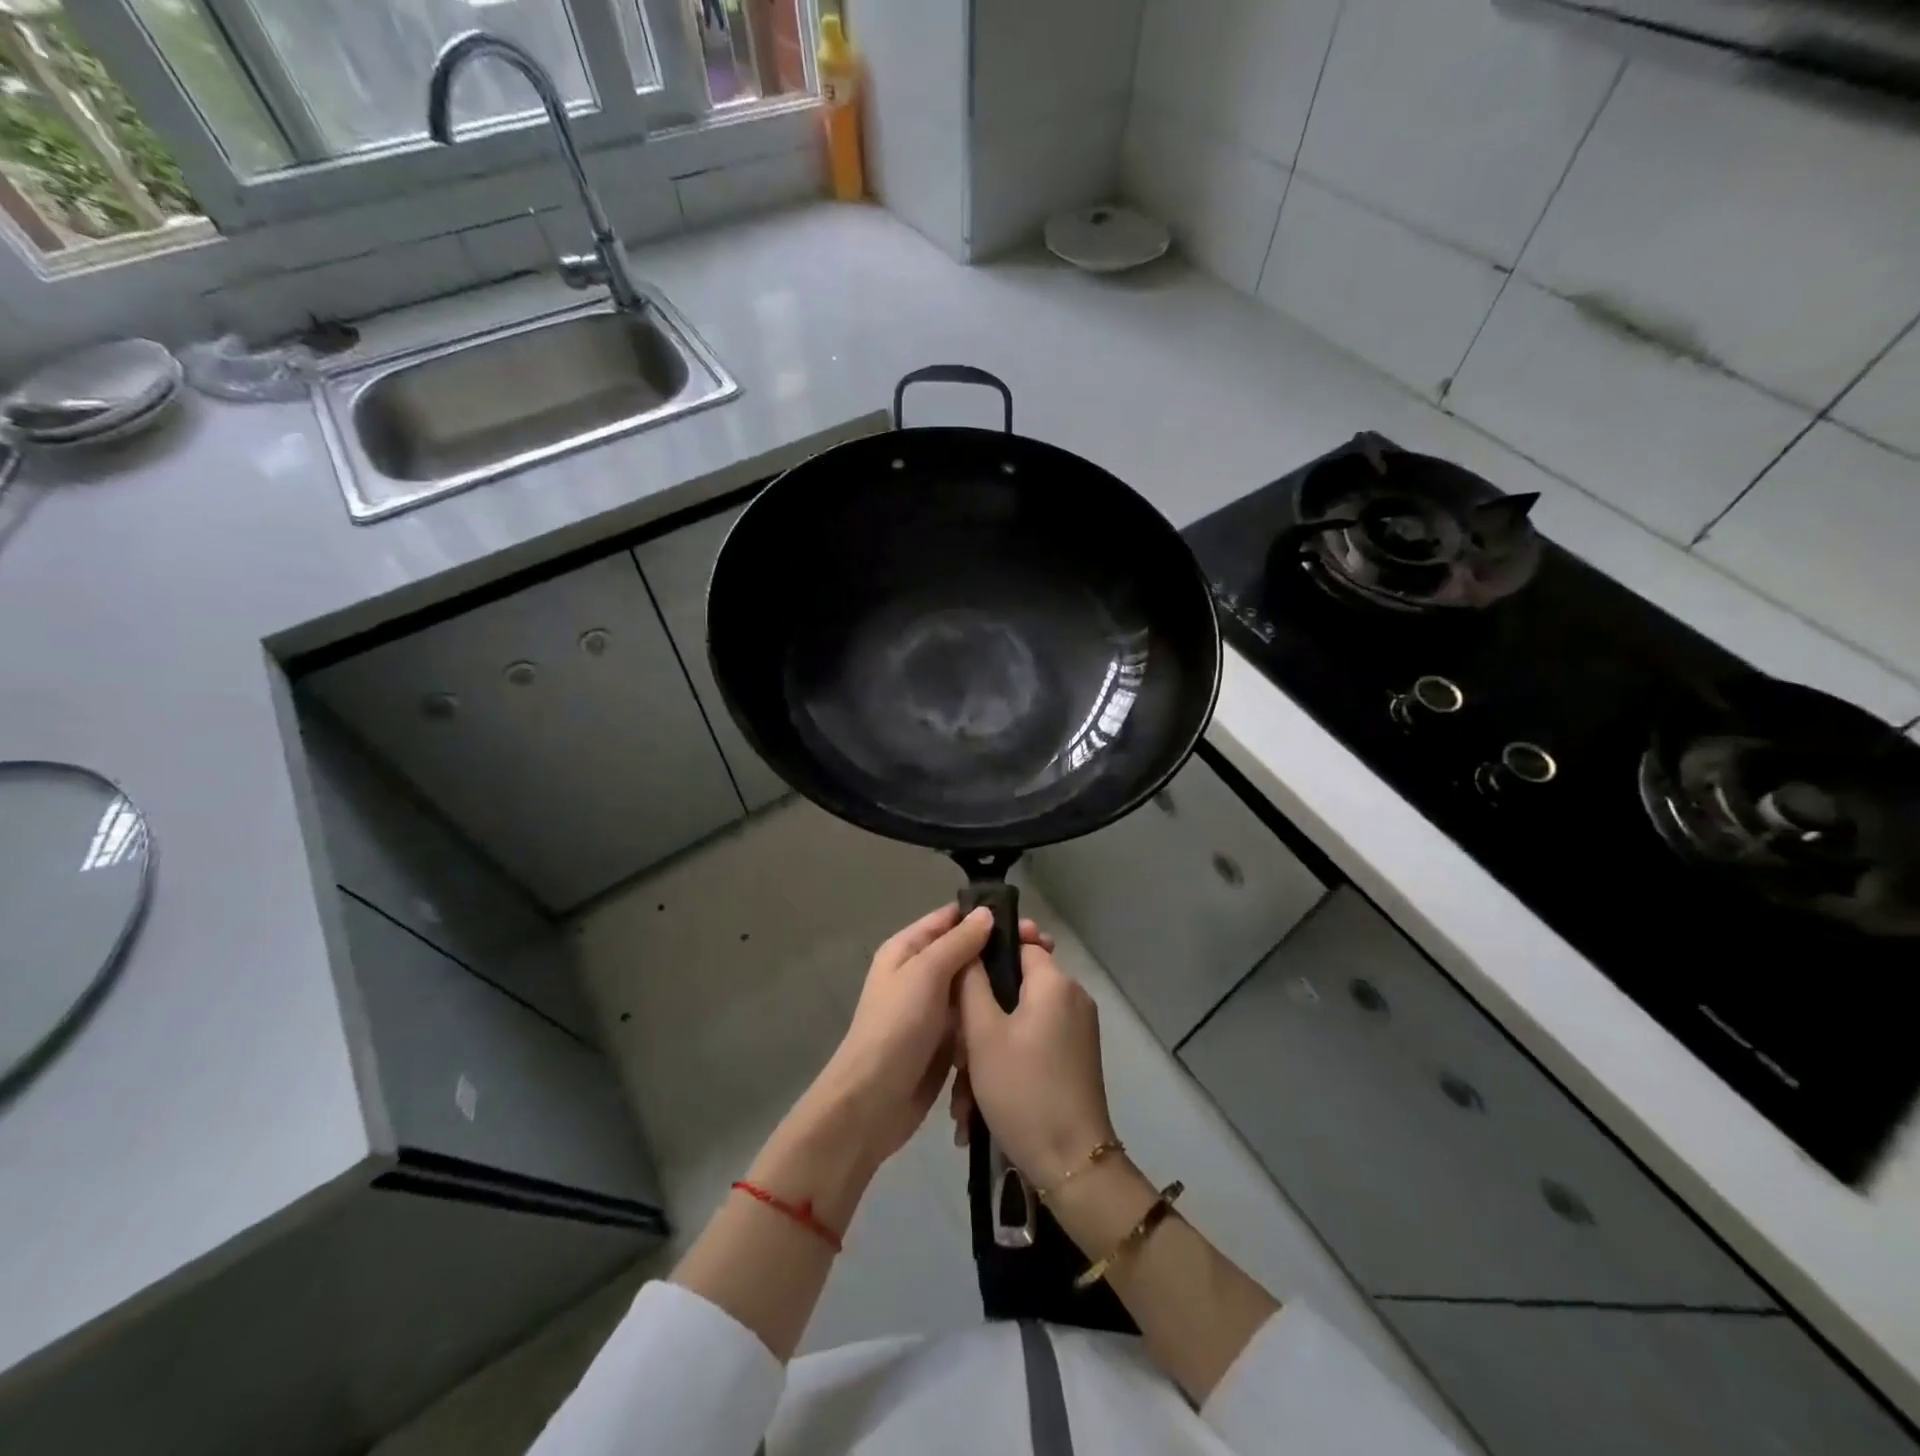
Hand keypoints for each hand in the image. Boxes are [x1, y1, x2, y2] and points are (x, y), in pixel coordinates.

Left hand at [798, 905, 1052, 1169]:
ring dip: (1003, 984)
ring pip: (975, 986)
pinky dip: (994, 1015)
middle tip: (1045, 950)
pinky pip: (975, 1018)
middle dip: (1001, 951)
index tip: (1027, 923)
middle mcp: (921, 974)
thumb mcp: (926, 974)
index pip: (950, 920)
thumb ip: (957, 942)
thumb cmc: (898, 1026)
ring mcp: (934, 1008)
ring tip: (1044, 980)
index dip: (986, 917)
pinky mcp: (947, 1040)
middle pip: (967, 952)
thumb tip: (985, 912)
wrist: (875, 1100)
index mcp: (908, 950)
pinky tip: (1027, 1012)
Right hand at [952, 940, 1116, 1187]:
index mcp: (1055, 982)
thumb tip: (972, 945)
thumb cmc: (1022, 1089)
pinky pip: (1032, 1045)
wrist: (1071, 1163)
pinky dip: (1006, 1065)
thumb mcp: (983, 1033)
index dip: (988, 952)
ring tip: (963, 1097)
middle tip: (956, 1053)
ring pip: (1018, 1022)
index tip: (959, 973)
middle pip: (1016, 987)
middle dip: (980, 1017)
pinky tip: (979, 1107)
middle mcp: (1072, 998)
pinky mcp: (1075, 1059)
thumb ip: (971, 982)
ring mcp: (1076, 1031)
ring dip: (987, 1051)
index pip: (1021, 943)